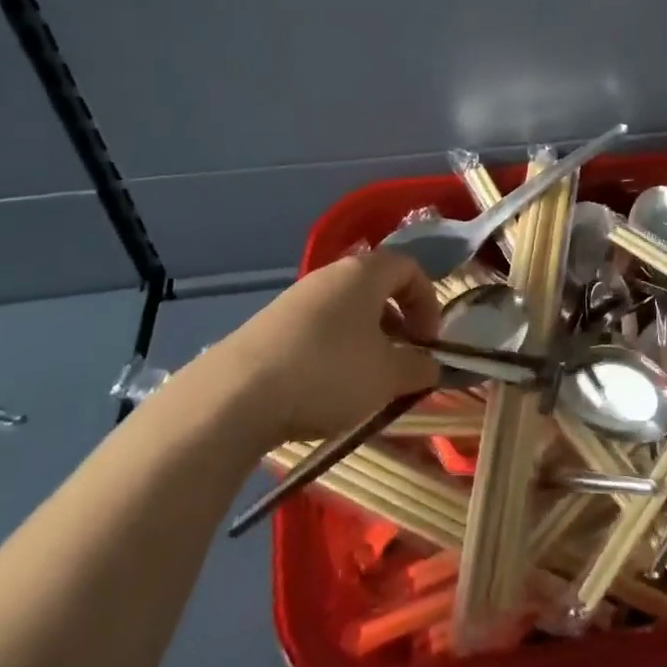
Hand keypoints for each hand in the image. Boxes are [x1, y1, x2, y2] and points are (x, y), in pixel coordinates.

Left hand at [216, 252, 441, 441]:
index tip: (428, 342)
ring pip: (346, 310)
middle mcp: (330, 275)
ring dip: (367, 339)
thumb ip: (419, 367)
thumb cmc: (328, 373)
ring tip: (366, 380)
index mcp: (364, 272)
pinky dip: (335, 349)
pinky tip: (326, 387)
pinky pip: (318, 328)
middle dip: (398, 322)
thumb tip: (432, 364)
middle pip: (376, 288)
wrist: (235, 396)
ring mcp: (295, 298)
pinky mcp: (269, 325)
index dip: (428, 303)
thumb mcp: (387, 376)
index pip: (410, 269)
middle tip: (403, 360)